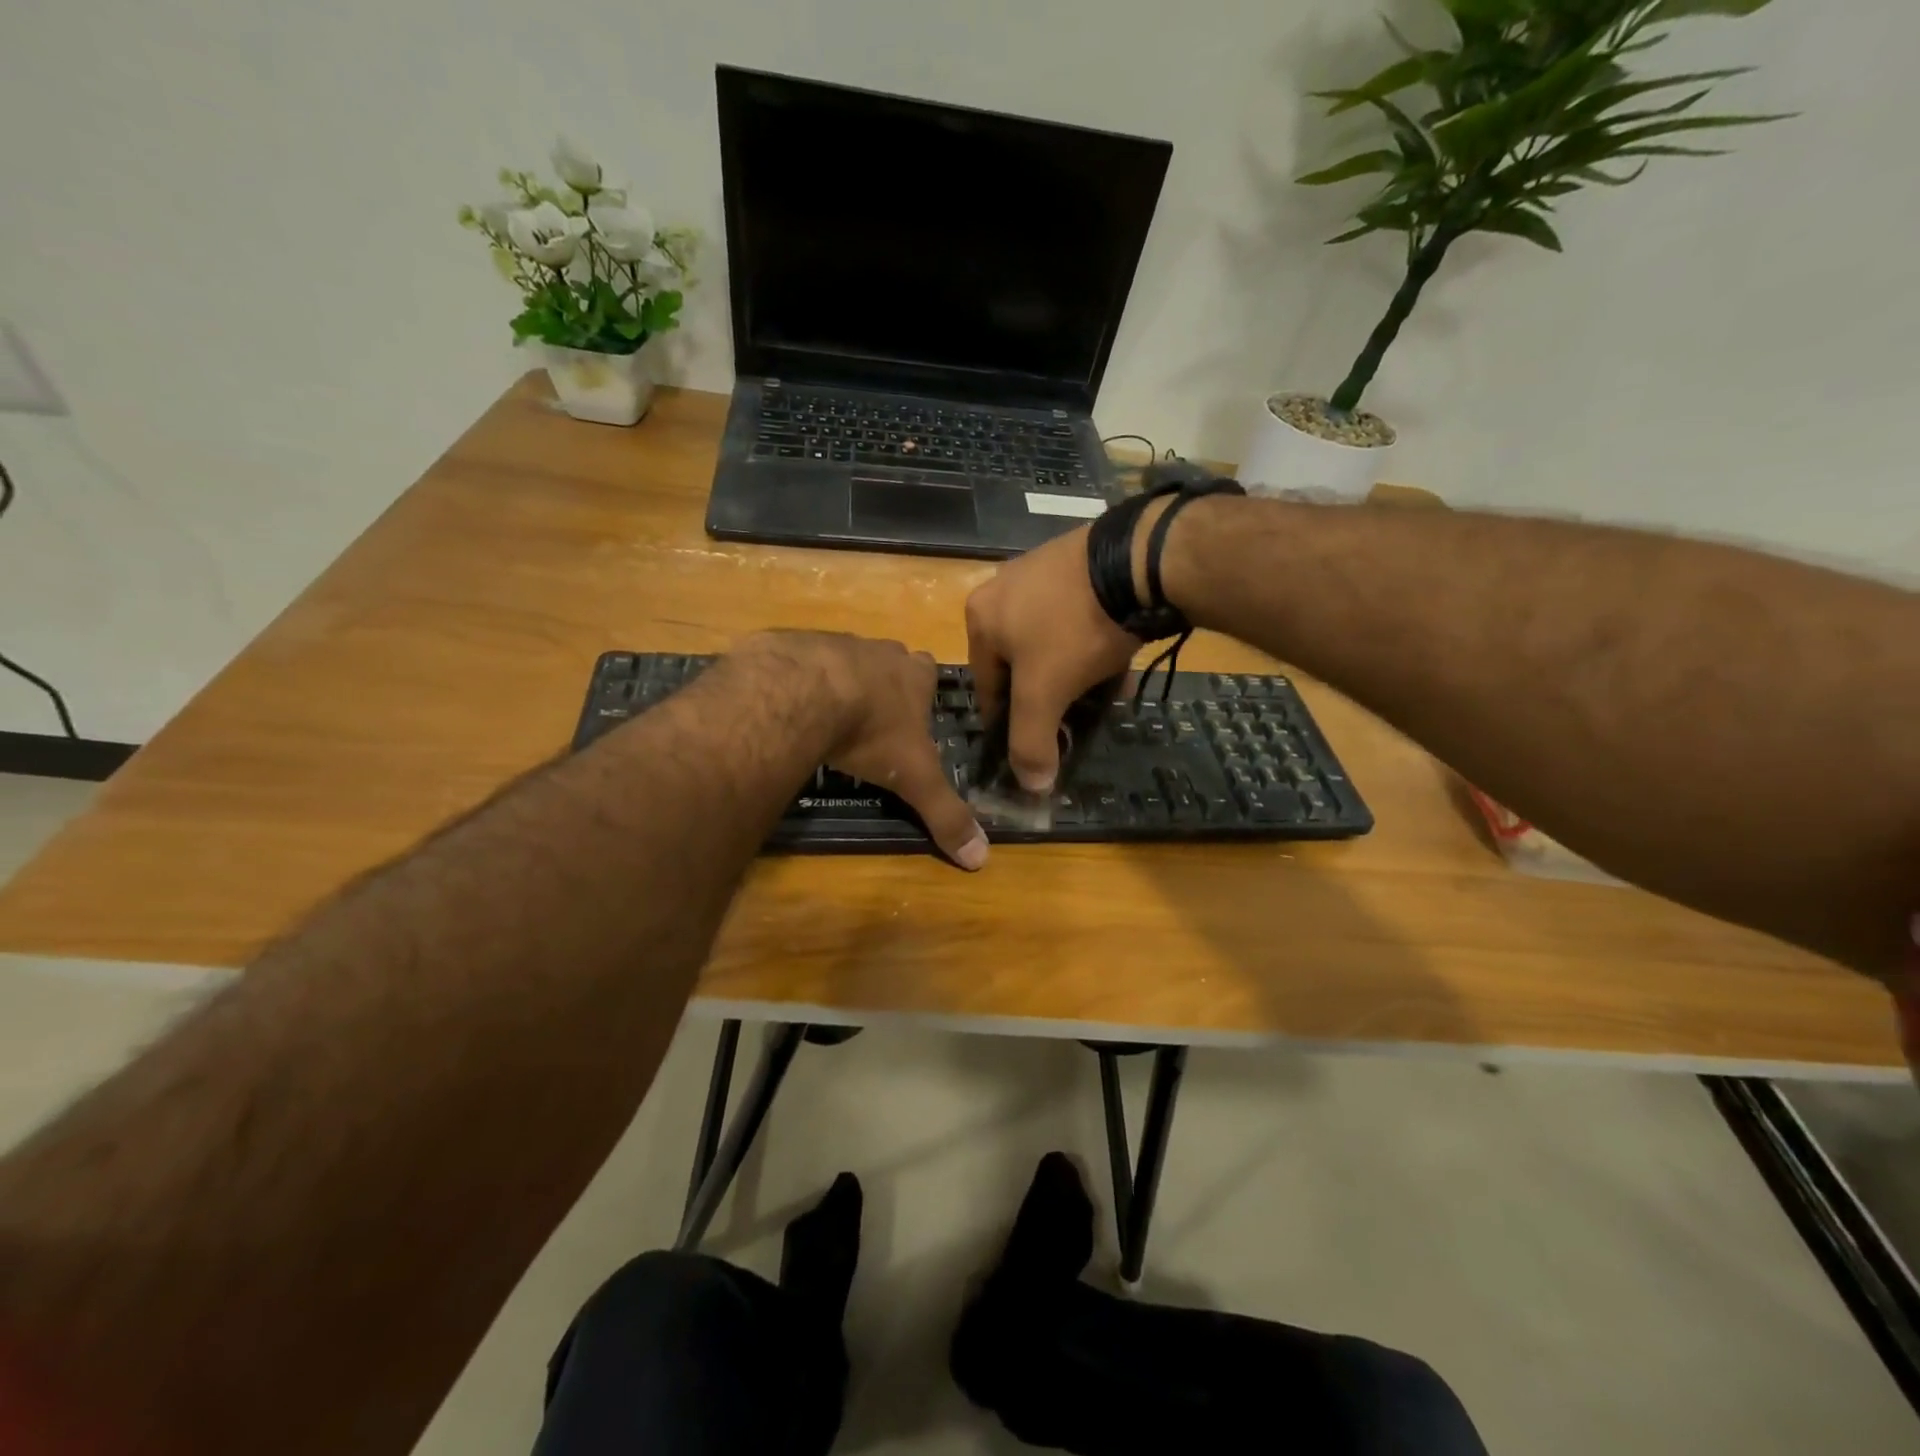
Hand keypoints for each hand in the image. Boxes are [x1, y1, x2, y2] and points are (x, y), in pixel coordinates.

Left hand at [737, 631, 988, 869]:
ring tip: (826, 717)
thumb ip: (946, 814)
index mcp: (913, 674)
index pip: (929, 672)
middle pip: (888, 662)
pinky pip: (800, 662)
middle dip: (882, 685)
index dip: (922, 692)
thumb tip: (981, 858)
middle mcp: (879, 651)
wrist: (803, 691)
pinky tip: (790, 707)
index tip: (912, 716)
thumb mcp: (914, 778)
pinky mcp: (794, 645)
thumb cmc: (871, 730)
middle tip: (871, 721)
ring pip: (844, 659)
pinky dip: (799, 682)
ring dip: (839, 683)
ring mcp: (835, 642)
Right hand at [964, 526, 1138, 792]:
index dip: (1008, 723)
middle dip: (1047, 697)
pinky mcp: (1078, 563)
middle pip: (1020, 664)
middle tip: (1072, 719)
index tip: (1034, 744)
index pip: (986, 686)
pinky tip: (1116, 660)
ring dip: (1072, 673)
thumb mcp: (1045, 693)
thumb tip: (1031, 786)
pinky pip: (1077, 617)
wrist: (1136, 561)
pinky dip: (1091, 644)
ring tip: (1101, 693)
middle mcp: (1002, 589)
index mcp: (980, 617)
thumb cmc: (1073, 629)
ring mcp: (1041, 571)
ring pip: (1051, 642)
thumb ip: (1031, 742)